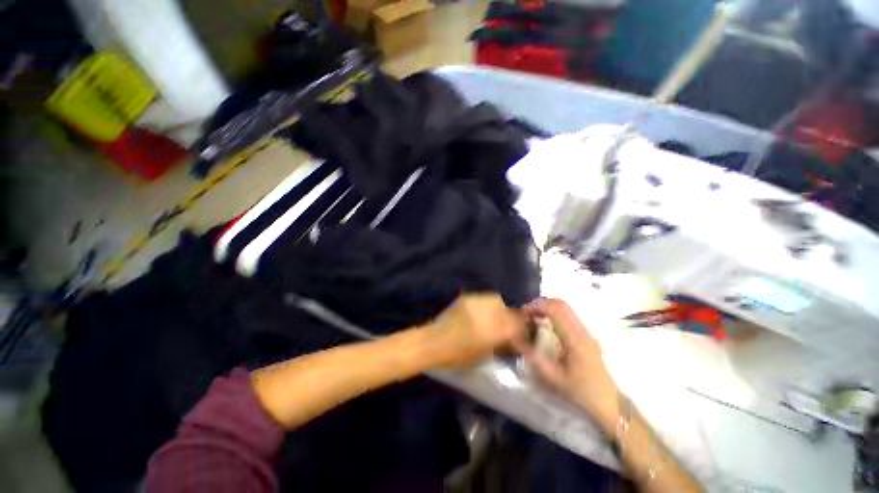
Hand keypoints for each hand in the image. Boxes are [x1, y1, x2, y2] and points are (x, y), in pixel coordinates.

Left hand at [425, 293, 525, 367]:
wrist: (435, 341)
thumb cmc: (460, 354)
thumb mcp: (486, 353)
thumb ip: (502, 344)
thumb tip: (514, 340)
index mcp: (497, 328)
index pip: (519, 324)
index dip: (523, 328)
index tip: (523, 333)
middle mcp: (491, 311)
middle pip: (511, 309)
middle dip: (514, 316)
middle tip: (511, 324)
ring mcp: (479, 301)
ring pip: (499, 300)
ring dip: (502, 308)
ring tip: (497, 316)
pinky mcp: (469, 297)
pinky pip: (485, 298)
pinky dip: (489, 305)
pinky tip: (484, 312)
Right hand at [518, 298, 620, 431]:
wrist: (609, 402)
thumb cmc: (581, 391)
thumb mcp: (554, 379)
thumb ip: (535, 358)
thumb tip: (517, 340)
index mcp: (574, 338)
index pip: (556, 309)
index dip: (537, 306)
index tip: (523, 314)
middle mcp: (581, 330)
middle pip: (560, 304)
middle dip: (541, 305)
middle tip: (527, 315)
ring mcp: (585, 331)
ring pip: (565, 308)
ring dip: (547, 309)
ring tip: (534, 319)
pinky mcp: (585, 335)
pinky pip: (567, 316)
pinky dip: (553, 315)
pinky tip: (546, 326)